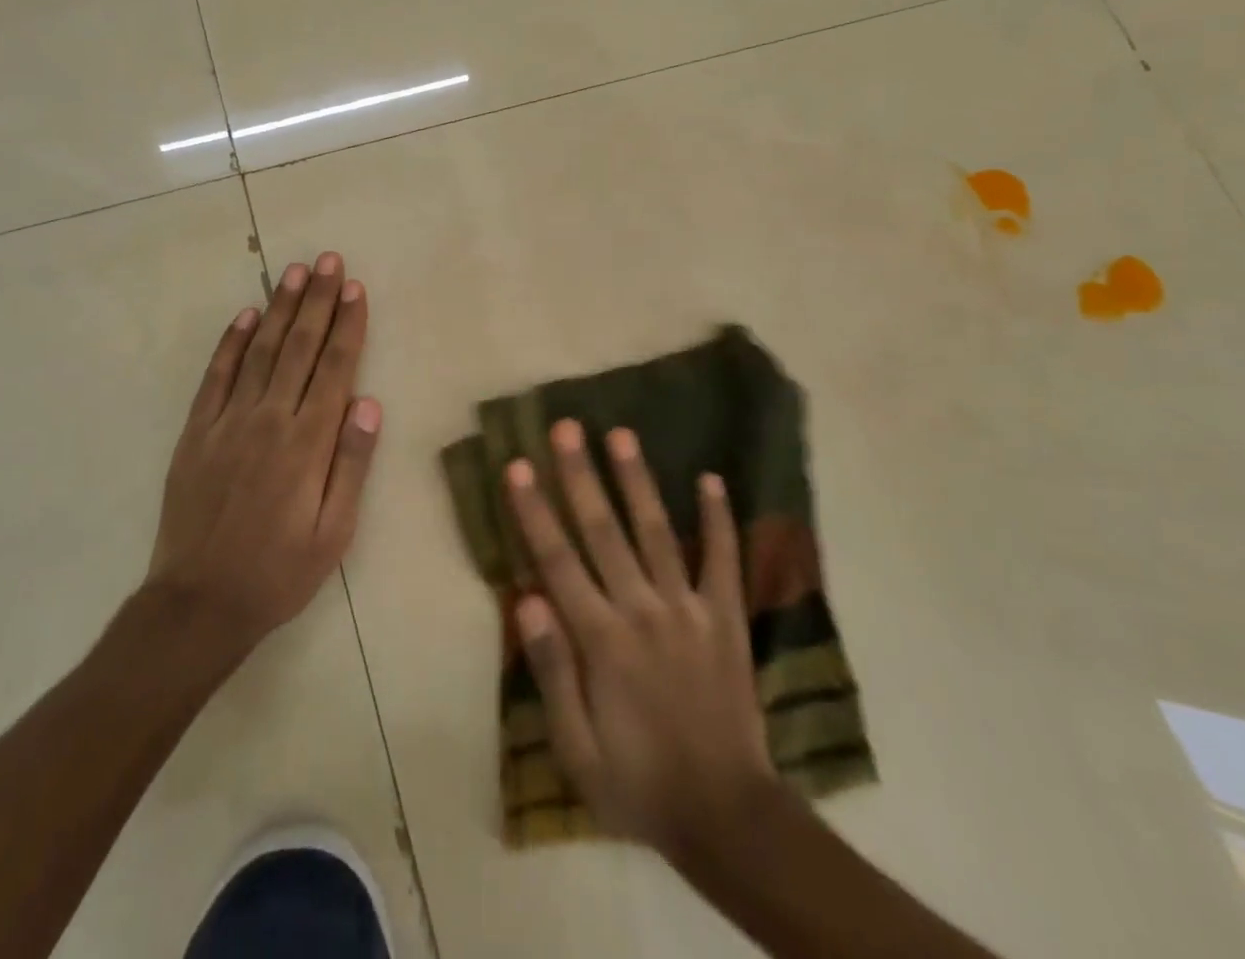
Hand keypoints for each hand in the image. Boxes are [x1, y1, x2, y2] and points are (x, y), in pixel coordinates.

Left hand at [143, 252, 381, 660]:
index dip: (347, 325)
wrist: (198, 604)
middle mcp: (268, 420)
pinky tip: (245, 317)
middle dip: (316, 300)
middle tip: (328, 261)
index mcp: (307, 444)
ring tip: (293, 272)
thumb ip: (351, 465)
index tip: (355, 288)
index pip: (334, 368)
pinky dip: (231, 343)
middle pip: (298, 347)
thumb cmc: (279, 573)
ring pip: (259, 351)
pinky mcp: (195, 432)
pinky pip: (216, 377)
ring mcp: (226, 422)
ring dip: (278, 309)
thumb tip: (368, 403)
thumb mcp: (334, 533)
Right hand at [506, 421, 774, 858]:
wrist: (727, 817)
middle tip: (567, 427)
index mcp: (601, 639)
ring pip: (657, 532)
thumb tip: (526, 598)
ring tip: (621, 434)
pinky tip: (712, 479)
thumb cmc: (638, 783)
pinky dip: (719, 520)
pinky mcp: (726, 618)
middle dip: (580, 475)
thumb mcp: (576, 749)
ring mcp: (688, 609)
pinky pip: (723, 561)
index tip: (518, 464)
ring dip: (637, 481)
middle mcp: (642, 610)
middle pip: (603, 530)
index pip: (557, 560)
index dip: (534, 510)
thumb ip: (551, 671)